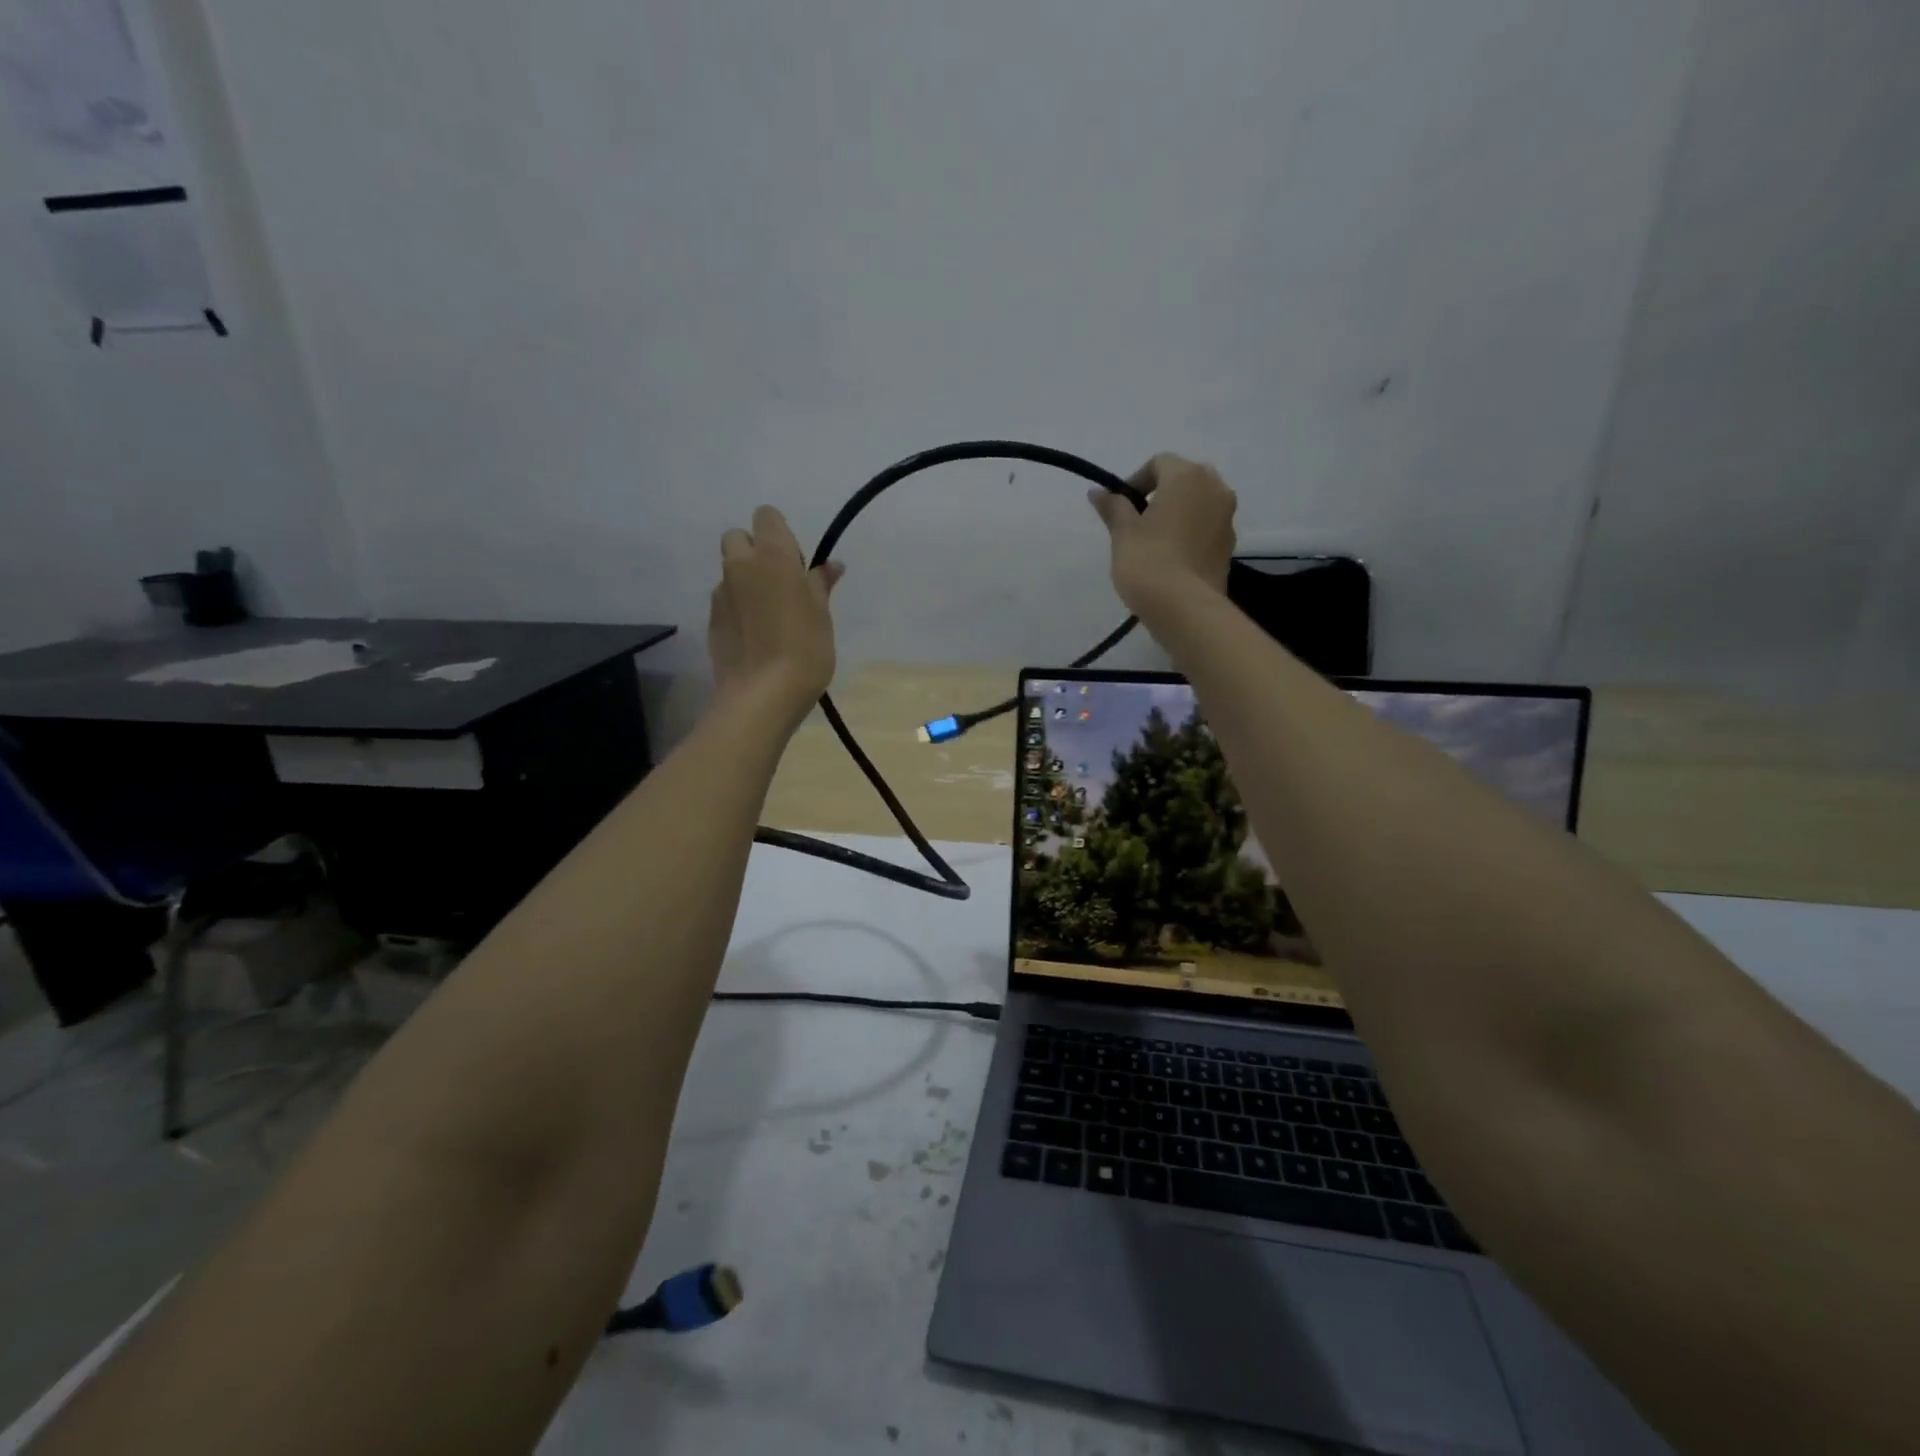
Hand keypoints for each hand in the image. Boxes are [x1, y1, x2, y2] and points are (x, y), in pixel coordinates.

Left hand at [707, 506, 843, 719]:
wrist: (762, 695)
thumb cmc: (805, 650)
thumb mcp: (822, 616)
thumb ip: (821, 584)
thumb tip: (831, 564)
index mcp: (772, 556)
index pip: (766, 516)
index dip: (780, 532)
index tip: (796, 562)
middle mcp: (740, 566)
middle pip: (738, 537)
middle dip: (754, 550)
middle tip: (779, 582)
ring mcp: (721, 594)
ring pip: (730, 571)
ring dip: (746, 581)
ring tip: (769, 615)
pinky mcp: (711, 620)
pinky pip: (725, 601)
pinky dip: (738, 608)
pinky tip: (755, 636)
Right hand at [1089, 453, 1236, 614]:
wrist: (1184, 608)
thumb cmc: (1148, 561)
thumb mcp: (1122, 533)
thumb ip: (1113, 507)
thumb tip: (1098, 492)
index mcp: (1187, 476)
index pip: (1159, 463)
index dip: (1136, 480)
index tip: (1119, 507)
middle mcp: (1215, 489)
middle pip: (1185, 479)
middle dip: (1162, 493)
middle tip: (1138, 520)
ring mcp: (1227, 518)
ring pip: (1199, 503)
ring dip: (1178, 513)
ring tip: (1154, 541)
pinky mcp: (1229, 546)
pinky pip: (1206, 528)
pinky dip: (1190, 533)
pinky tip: (1171, 558)